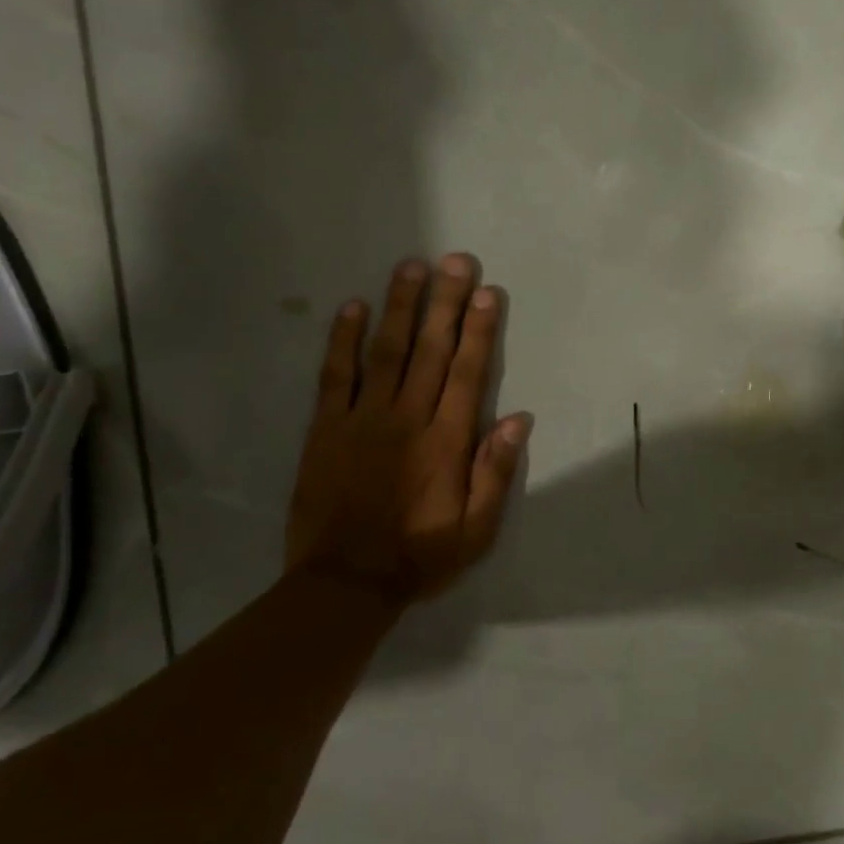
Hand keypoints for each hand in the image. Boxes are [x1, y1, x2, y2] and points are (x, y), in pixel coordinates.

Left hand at [286, 253, 531, 607]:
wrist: (344, 582)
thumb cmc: (419, 556)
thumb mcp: (476, 530)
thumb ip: (495, 473)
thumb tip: (518, 420)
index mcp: (446, 441)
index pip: (468, 373)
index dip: (479, 330)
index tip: (487, 293)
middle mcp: (407, 418)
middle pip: (430, 350)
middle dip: (446, 302)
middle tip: (456, 261)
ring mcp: (362, 419)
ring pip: (386, 351)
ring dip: (400, 306)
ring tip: (411, 267)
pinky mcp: (325, 428)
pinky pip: (335, 375)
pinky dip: (343, 339)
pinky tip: (352, 307)